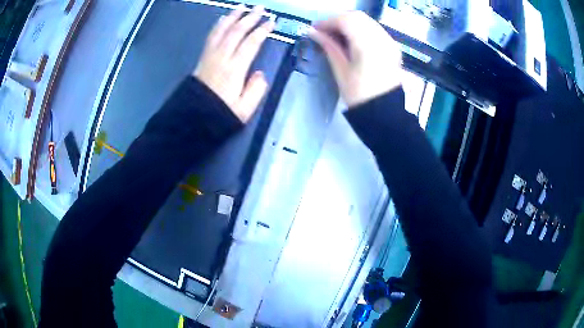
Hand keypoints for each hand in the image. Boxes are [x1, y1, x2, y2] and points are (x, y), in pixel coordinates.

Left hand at [195, 5, 274, 122]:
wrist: (193, 117)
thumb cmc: (220, 113)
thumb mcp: (244, 109)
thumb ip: (256, 90)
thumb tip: (260, 74)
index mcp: (234, 69)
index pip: (251, 44)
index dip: (262, 31)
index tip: (272, 22)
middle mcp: (222, 58)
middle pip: (237, 32)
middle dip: (250, 18)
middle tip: (260, 8)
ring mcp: (210, 56)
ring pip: (222, 31)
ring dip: (233, 17)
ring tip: (242, 7)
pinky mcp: (203, 57)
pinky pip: (211, 37)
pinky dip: (218, 26)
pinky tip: (223, 19)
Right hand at [309, 11, 402, 107]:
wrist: (384, 112)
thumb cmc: (360, 96)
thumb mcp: (341, 71)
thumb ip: (329, 47)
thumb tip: (313, 32)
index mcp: (368, 45)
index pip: (346, 20)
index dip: (328, 22)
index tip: (315, 29)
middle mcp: (381, 38)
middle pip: (357, 16)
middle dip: (338, 20)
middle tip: (325, 32)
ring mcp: (389, 42)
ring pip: (366, 21)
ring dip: (349, 23)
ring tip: (337, 35)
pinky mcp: (392, 47)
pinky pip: (374, 29)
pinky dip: (360, 29)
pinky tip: (352, 40)